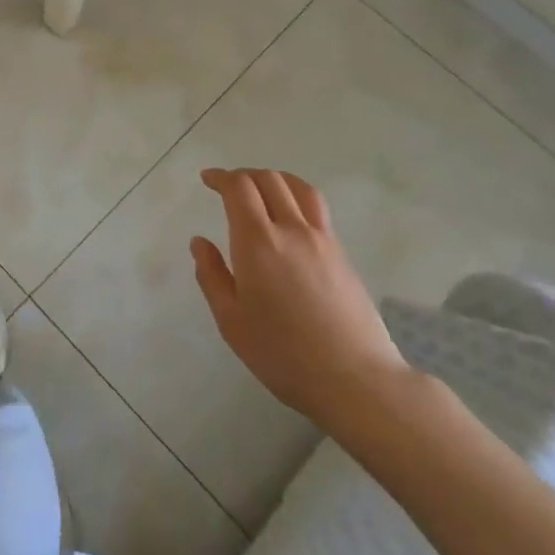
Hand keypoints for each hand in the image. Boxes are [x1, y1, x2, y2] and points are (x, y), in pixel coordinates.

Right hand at [191, 168, 413, 441]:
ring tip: (260, 190)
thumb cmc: (283, 354)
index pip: (239, 188)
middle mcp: (290, 229)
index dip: (221, 177)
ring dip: (273, 179)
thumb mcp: (231, 321)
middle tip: (227, 186)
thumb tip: (199, 242)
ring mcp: (321, 238)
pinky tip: (288, 216)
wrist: (355, 379)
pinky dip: (295, 196)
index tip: (207, 179)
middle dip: (243, 175)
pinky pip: (315, 207)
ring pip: (297, 187)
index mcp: (257, 242)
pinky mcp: (341, 252)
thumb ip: (211, 276)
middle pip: (268, 180)